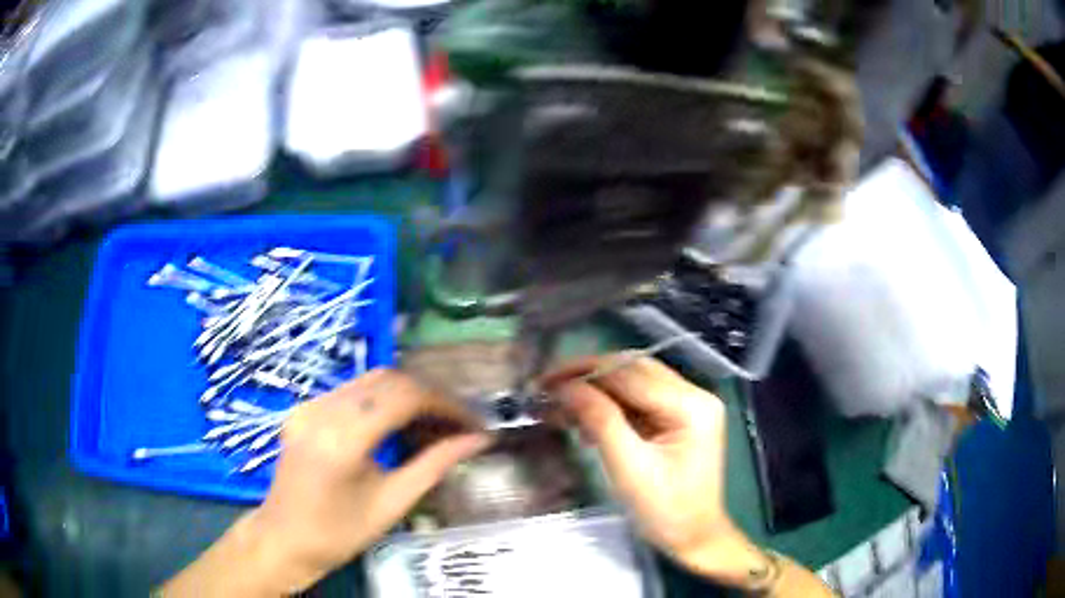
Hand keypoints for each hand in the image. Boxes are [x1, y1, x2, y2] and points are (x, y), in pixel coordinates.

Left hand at [161, 370, 490, 595]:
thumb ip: (435, 465)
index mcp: (341, 439)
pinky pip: (352, 392)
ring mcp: (308, 405)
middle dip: (430, 395)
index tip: (473, 423)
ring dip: (408, 395)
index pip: (404, 396)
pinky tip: (398, 423)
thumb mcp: (393, 504)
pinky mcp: (304, 408)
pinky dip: (383, 400)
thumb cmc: (340, 533)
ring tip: (434, 424)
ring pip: (370, 380)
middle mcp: (321, 410)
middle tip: (457, 422)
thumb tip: (478, 440)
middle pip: (388, 378)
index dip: (446, 404)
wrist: (285, 539)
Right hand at [545, 356, 768, 586]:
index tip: (545, 381)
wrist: (693, 537)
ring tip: (560, 408)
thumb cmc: (665, 510)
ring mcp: (687, 405)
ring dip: (596, 392)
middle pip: (633, 371)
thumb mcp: (629, 467)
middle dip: (588, 378)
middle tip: (548, 389)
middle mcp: (694, 395)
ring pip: (633, 383)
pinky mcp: (678, 418)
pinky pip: (638, 401)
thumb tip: (565, 387)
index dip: (585, 374)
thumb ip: (600, 420)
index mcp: (691, 405)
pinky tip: (585, 424)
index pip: (631, 374)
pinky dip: (609, 408)